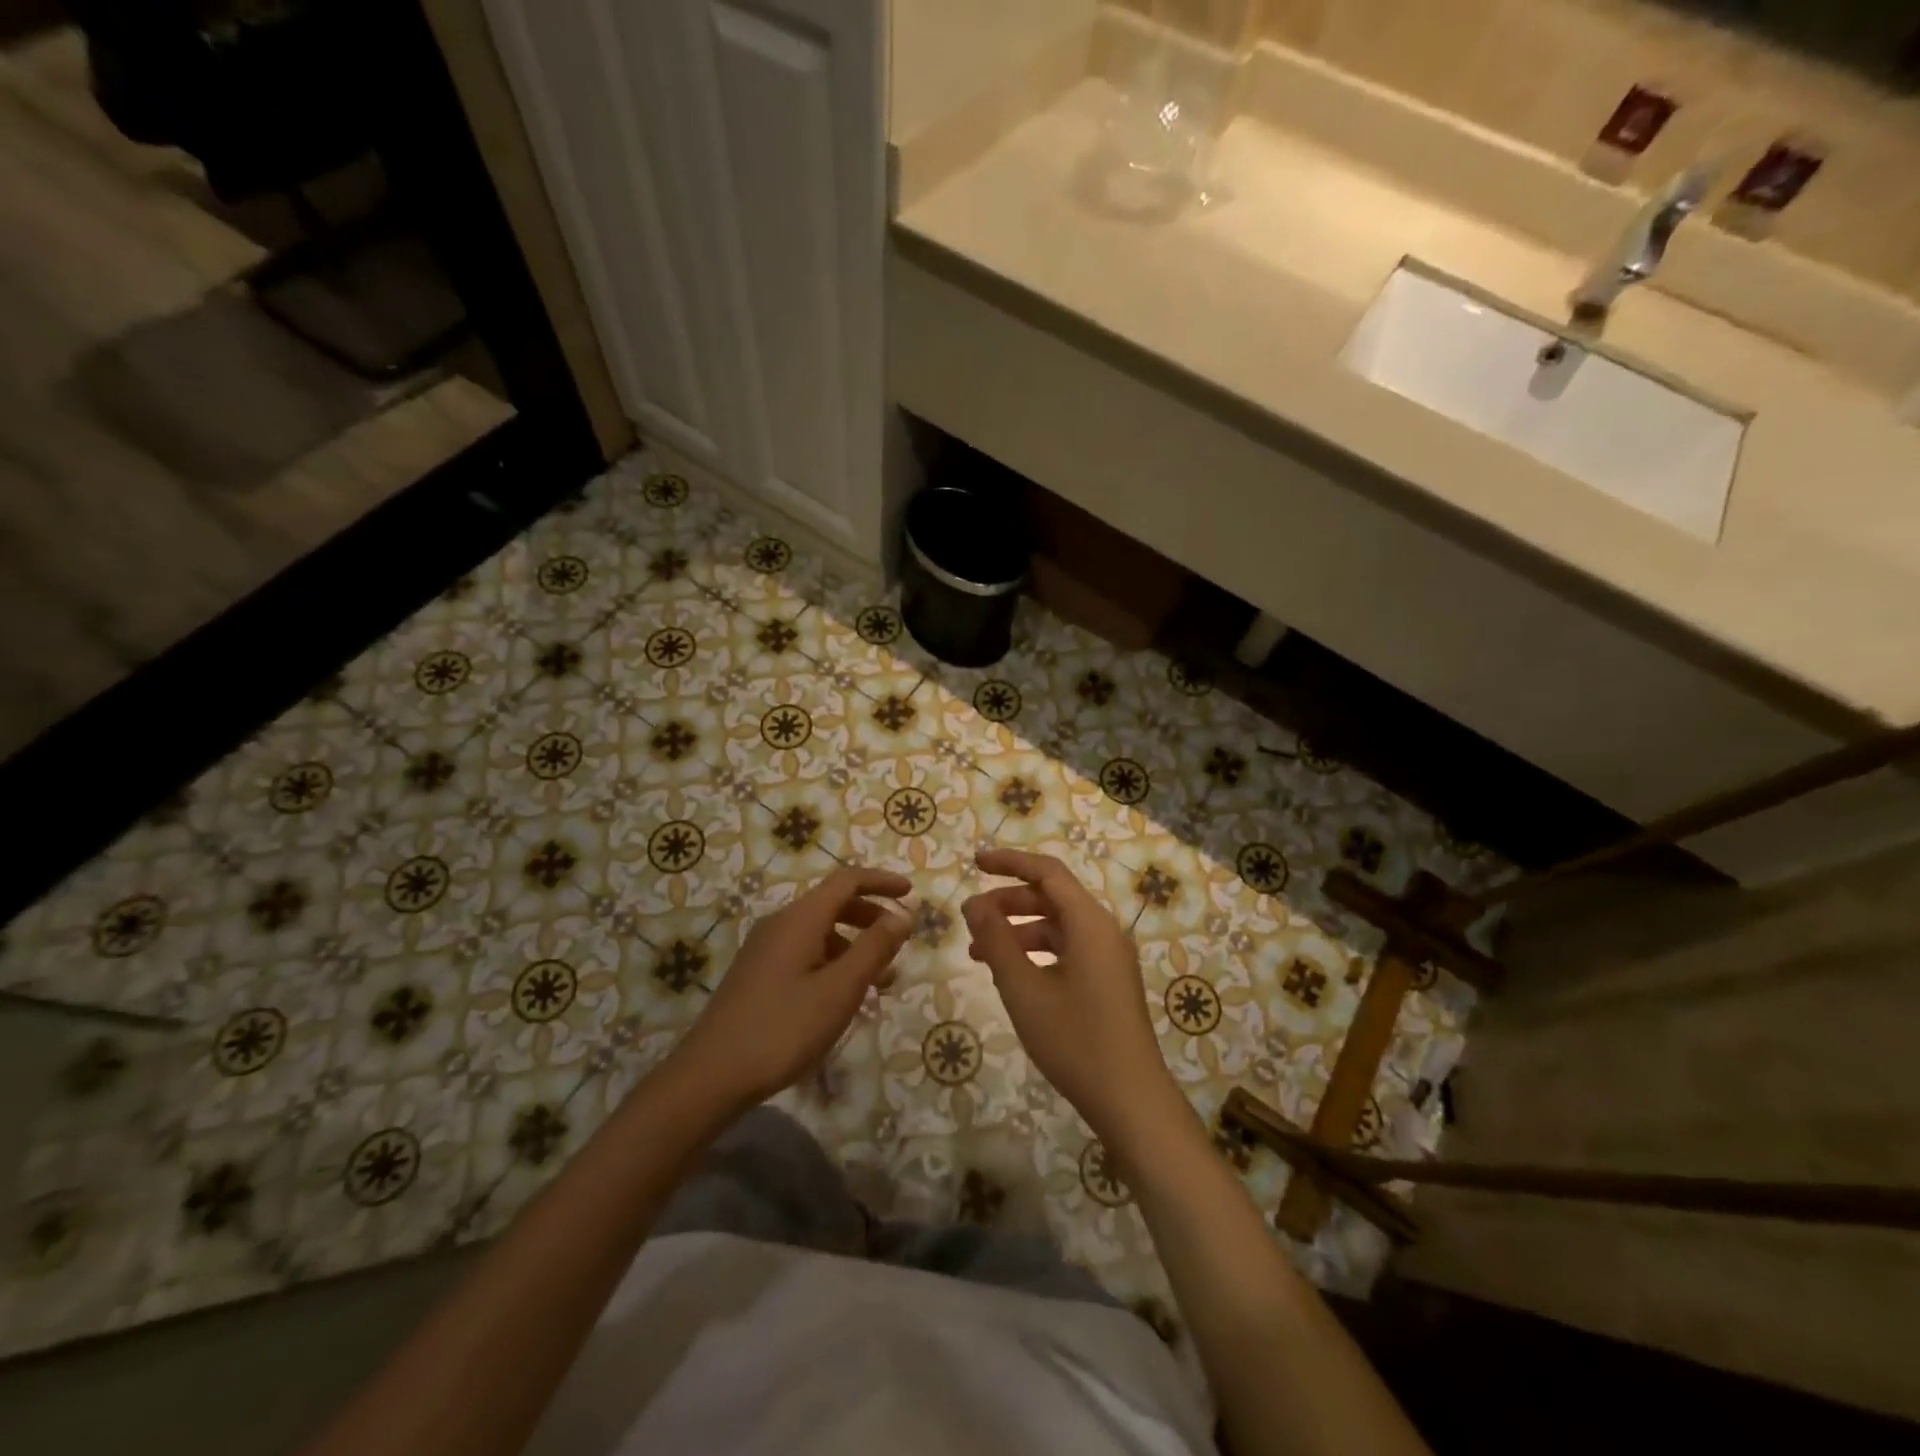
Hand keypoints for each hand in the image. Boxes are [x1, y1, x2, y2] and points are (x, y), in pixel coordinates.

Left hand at [671, 866, 911, 1109]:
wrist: (711, 1076)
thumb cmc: (783, 1028)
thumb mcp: (840, 989)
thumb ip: (874, 948)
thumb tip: (902, 915)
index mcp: (800, 918)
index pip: (847, 881)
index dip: (881, 882)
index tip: (911, 892)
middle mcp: (780, 924)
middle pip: (833, 904)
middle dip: (871, 916)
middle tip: (899, 940)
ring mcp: (764, 950)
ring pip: (820, 932)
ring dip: (854, 946)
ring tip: (882, 980)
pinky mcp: (757, 975)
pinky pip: (805, 953)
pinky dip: (833, 962)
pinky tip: (844, 997)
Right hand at [962, 848, 1185, 1150]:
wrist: (1131, 1101)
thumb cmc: (1075, 1041)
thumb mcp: (1024, 990)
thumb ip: (996, 941)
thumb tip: (973, 903)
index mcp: (1090, 923)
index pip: (1048, 872)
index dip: (1010, 862)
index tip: (974, 862)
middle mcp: (1104, 931)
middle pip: (1052, 898)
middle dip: (1008, 902)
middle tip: (970, 918)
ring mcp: (1109, 957)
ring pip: (1057, 926)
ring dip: (1018, 931)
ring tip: (979, 953)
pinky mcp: (1108, 980)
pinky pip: (1067, 950)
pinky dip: (1036, 953)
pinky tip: (1010, 975)